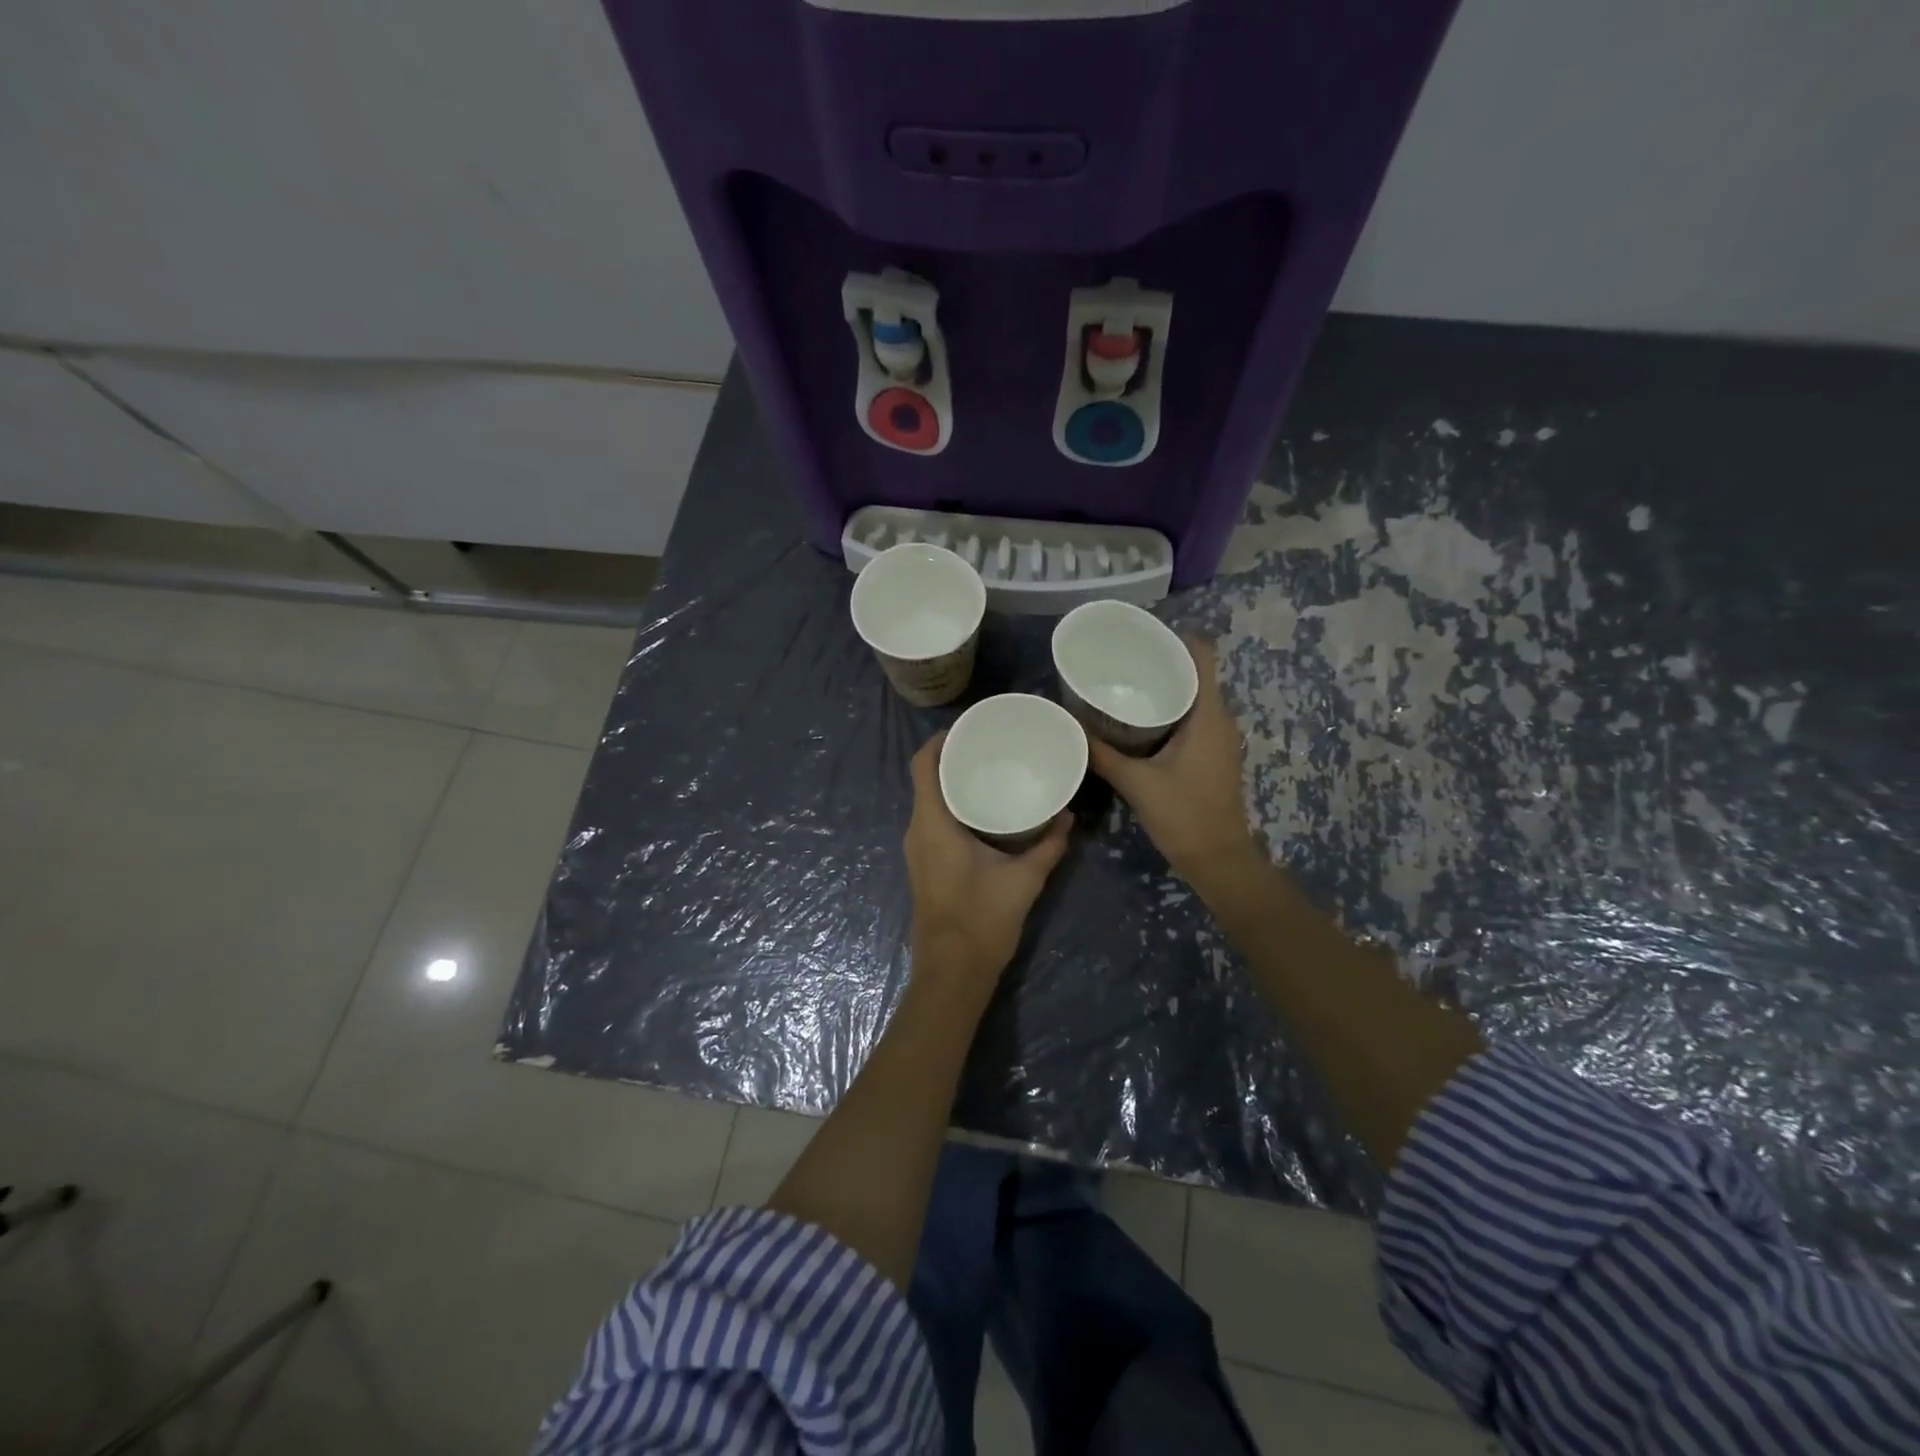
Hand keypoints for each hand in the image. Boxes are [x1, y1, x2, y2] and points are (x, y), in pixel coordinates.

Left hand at [905, 731, 1071, 986]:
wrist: (952, 972)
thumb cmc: (982, 920)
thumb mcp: (1024, 880)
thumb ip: (1048, 846)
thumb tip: (1068, 816)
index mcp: (933, 824)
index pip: (923, 765)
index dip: (940, 741)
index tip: (969, 728)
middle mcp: (918, 831)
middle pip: (926, 780)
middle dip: (952, 759)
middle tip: (990, 747)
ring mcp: (917, 850)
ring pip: (929, 802)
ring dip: (952, 784)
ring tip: (990, 772)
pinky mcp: (924, 865)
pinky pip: (933, 822)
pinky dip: (952, 807)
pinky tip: (983, 810)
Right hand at [1086, 637, 1260, 885]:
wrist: (1218, 859)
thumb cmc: (1183, 815)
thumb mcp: (1136, 783)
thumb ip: (1103, 754)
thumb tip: (1071, 727)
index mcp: (1208, 716)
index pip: (1203, 657)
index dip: (1177, 638)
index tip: (1142, 635)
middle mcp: (1220, 720)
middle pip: (1196, 674)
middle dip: (1162, 662)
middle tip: (1121, 660)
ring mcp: (1220, 738)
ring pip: (1194, 698)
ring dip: (1165, 688)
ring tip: (1125, 684)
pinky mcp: (1213, 755)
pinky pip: (1193, 718)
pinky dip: (1169, 711)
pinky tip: (1138, 720)